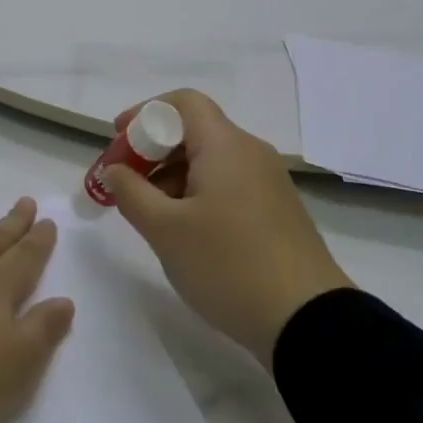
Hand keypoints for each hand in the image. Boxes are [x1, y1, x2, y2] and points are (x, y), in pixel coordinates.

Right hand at [105, 91, 352, 366]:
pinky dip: (198, 194)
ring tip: (150, 216)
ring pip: (211, 161)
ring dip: (174, 176)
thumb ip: (131, 193)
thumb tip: (114, 170)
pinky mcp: (277, 210)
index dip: (145, 112)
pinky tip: (185, 232)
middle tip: (125, 185)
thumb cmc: (228, 265)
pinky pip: (229, 185)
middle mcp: (251, 152)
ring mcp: (269, 182)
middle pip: (195, 131)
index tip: (118, 140)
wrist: (308, 320)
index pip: (184, 102)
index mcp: (225, 145)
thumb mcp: (166, 231)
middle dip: (153, 151)